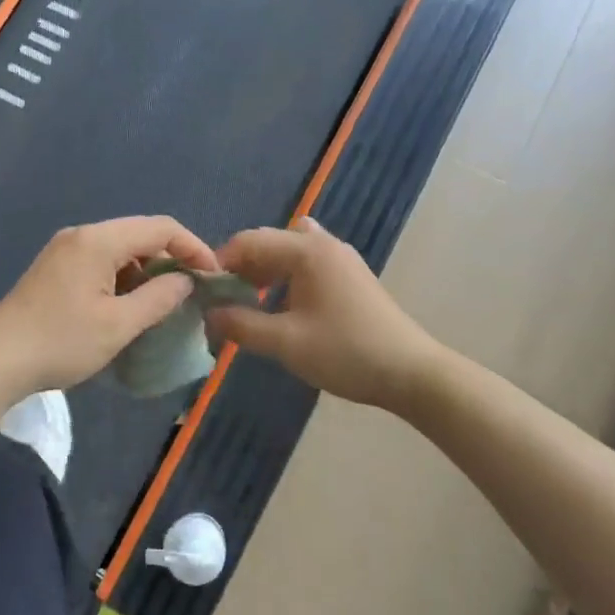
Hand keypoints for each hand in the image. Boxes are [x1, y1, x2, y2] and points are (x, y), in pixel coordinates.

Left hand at [0, 216, 219, 404]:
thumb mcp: (118, 325)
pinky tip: (128, 306)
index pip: (160, 227)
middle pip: (139, 234)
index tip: (213, 277)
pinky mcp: (54, 269)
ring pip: (119, 249)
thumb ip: (159, 298)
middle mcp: (81, 235)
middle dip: (171, 259)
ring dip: (146, 271)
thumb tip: (185, 280)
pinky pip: (100, 262)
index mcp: (98, 240)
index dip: (193, 247)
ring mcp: (63, 251)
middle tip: (192, 292)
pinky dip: (123, 278)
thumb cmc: (60, 342)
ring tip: (164, 303)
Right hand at [206, 218, 434, 411]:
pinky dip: (285, 276)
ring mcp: (340, 258)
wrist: (411, 373)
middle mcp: (323, 243)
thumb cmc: (345, 353)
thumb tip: (208, 314)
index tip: (202, 292)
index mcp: (306, 250)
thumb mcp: (285, 343)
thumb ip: (240, 325)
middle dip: (240, 267)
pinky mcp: (350, 275)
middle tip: (222, 300)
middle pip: (267, 242)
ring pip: (287, 252)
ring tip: (247, 302)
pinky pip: (306, 263)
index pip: (248, 241)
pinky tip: (280, 300)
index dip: (220, 263)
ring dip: (262, 272)